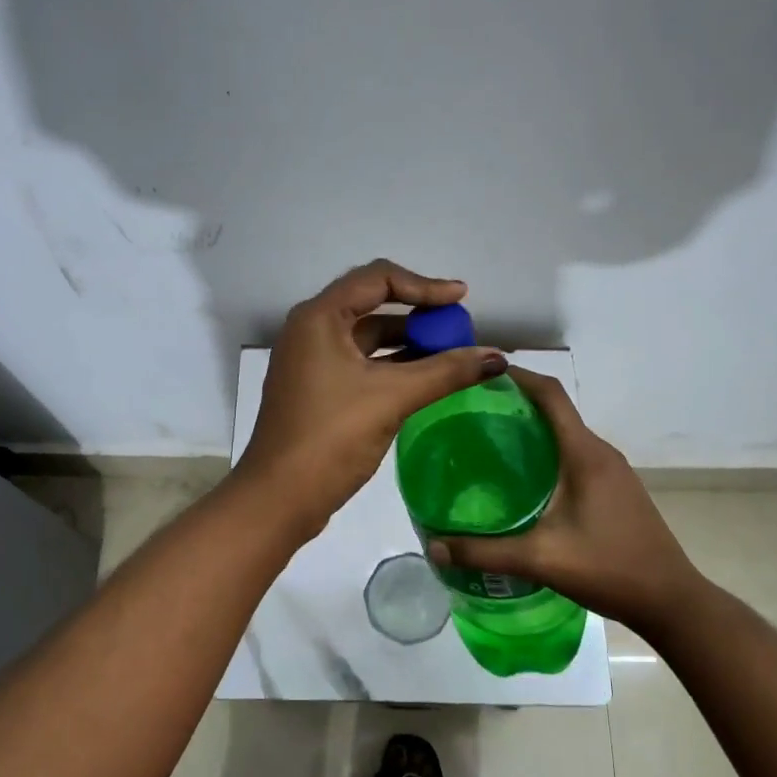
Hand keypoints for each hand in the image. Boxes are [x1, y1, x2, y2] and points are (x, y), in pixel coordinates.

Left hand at [235, 260, 508, 534]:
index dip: (424, 285)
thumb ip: (446, 371)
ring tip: (451, 353)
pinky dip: (393, 365)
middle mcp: (311, 330)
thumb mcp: (392, 398)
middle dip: (418, 312)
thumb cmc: (331, 437)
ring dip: (408, 341)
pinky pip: (361, 363)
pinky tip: (425, 378)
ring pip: (367, 337)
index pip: (378, 278)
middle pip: (372, 303)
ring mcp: (311, 361)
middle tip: (458, 326)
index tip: (461, 300)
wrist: (278, 498)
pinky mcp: (317, 388)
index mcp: (319, 318)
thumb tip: (498, 356)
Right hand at [426, 368, 704, 633]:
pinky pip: (574, 455)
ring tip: (487, 443)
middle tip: (470, 413)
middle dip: (515, 403)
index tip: (480, 373)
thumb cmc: (610, 568)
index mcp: (585, 454)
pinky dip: (546, 453)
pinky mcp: (615, 489)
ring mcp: (612, 471)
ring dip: (531, 430)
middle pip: (555, 411)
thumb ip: (484, 553)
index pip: (551, 395)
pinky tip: (521, 481)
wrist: (671, 601)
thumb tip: (433, 547)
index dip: (517, 376)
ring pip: (565, 435)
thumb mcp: (541, 560)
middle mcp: (600, 452)